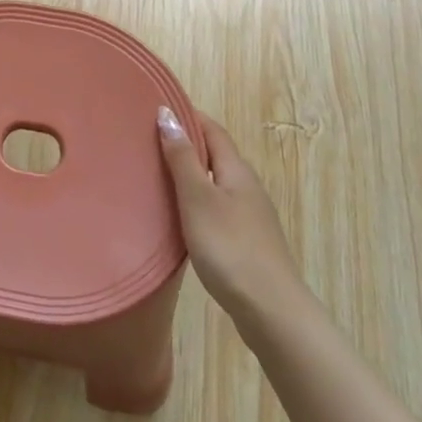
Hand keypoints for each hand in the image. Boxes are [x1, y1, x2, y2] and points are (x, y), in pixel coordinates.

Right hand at [158, 106, 302, 325]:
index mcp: (236, 169)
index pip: (212, 129)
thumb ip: (182, 157)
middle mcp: (247, 186)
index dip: (187, 116)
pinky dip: (198, 200)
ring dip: (191, 174)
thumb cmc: (230, 248)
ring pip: (217, 182)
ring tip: (158, 176)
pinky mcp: (248, 241)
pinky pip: (218, 206)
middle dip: (186, 144)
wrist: (272, 312)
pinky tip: (182, 216)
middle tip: (149, 141)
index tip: (157, 109)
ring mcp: (251, 215)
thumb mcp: (198, 198)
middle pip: (215, 154)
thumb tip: (168, 113)